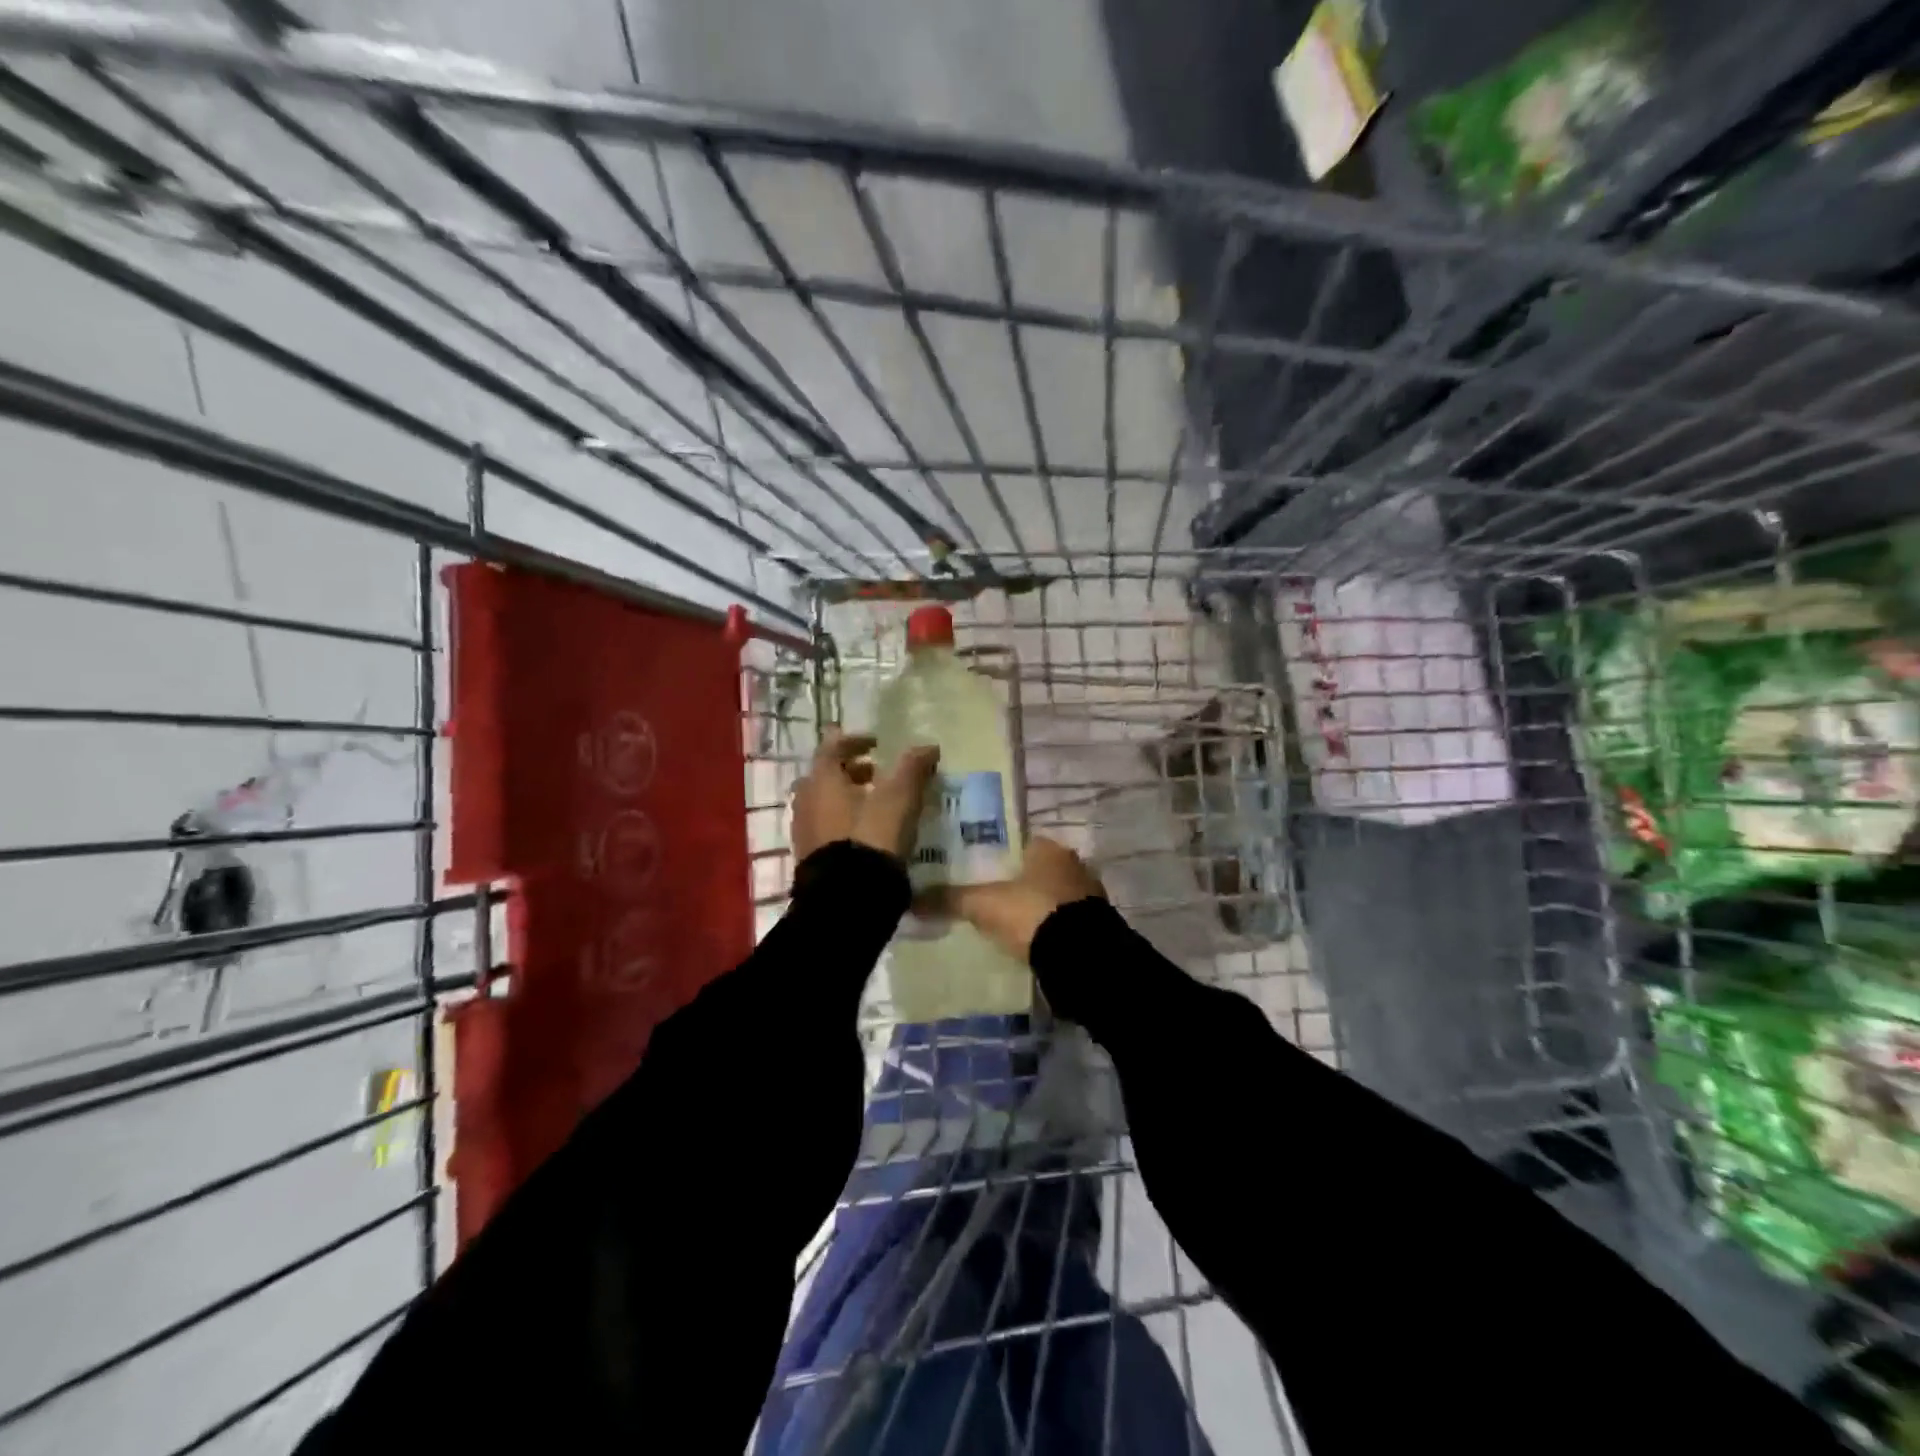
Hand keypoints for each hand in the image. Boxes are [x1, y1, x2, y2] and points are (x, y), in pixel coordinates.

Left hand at [790, 729, 939, 863]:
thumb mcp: (899, 798)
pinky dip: (843, 821)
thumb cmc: (871, 836)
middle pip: (826, 775)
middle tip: (878, 775)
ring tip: (876, 806)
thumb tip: (928, 747)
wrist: (846, 896)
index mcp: (822, 780)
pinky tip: (865, 834)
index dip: (855, 741)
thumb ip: (912, 769)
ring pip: (824, 803)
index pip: (832, 747)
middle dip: (851, 771)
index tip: (876, 744)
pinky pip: (825, 827)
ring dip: (847, 797)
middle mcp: (806, 800)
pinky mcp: (809, 857)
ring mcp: (804, 830)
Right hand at [918, 836, 1104, 962]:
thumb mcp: (984, 905)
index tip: (978, 872)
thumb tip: (911, 898)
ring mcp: (1088, 894)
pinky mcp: (1096, 924)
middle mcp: (1073, 863)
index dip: (998, 856)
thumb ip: (950, 899)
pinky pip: (1064, 919)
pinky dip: (1049, 927)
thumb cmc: (1032, 913)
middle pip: (1036, 869)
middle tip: (988, 899)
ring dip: (1035, 906)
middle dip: (1017, 883)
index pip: (1019, 843)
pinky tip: (1031, 941)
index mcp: (1049, 847)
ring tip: (1006, 923)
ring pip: (1053, 894)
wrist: (1081, 956)